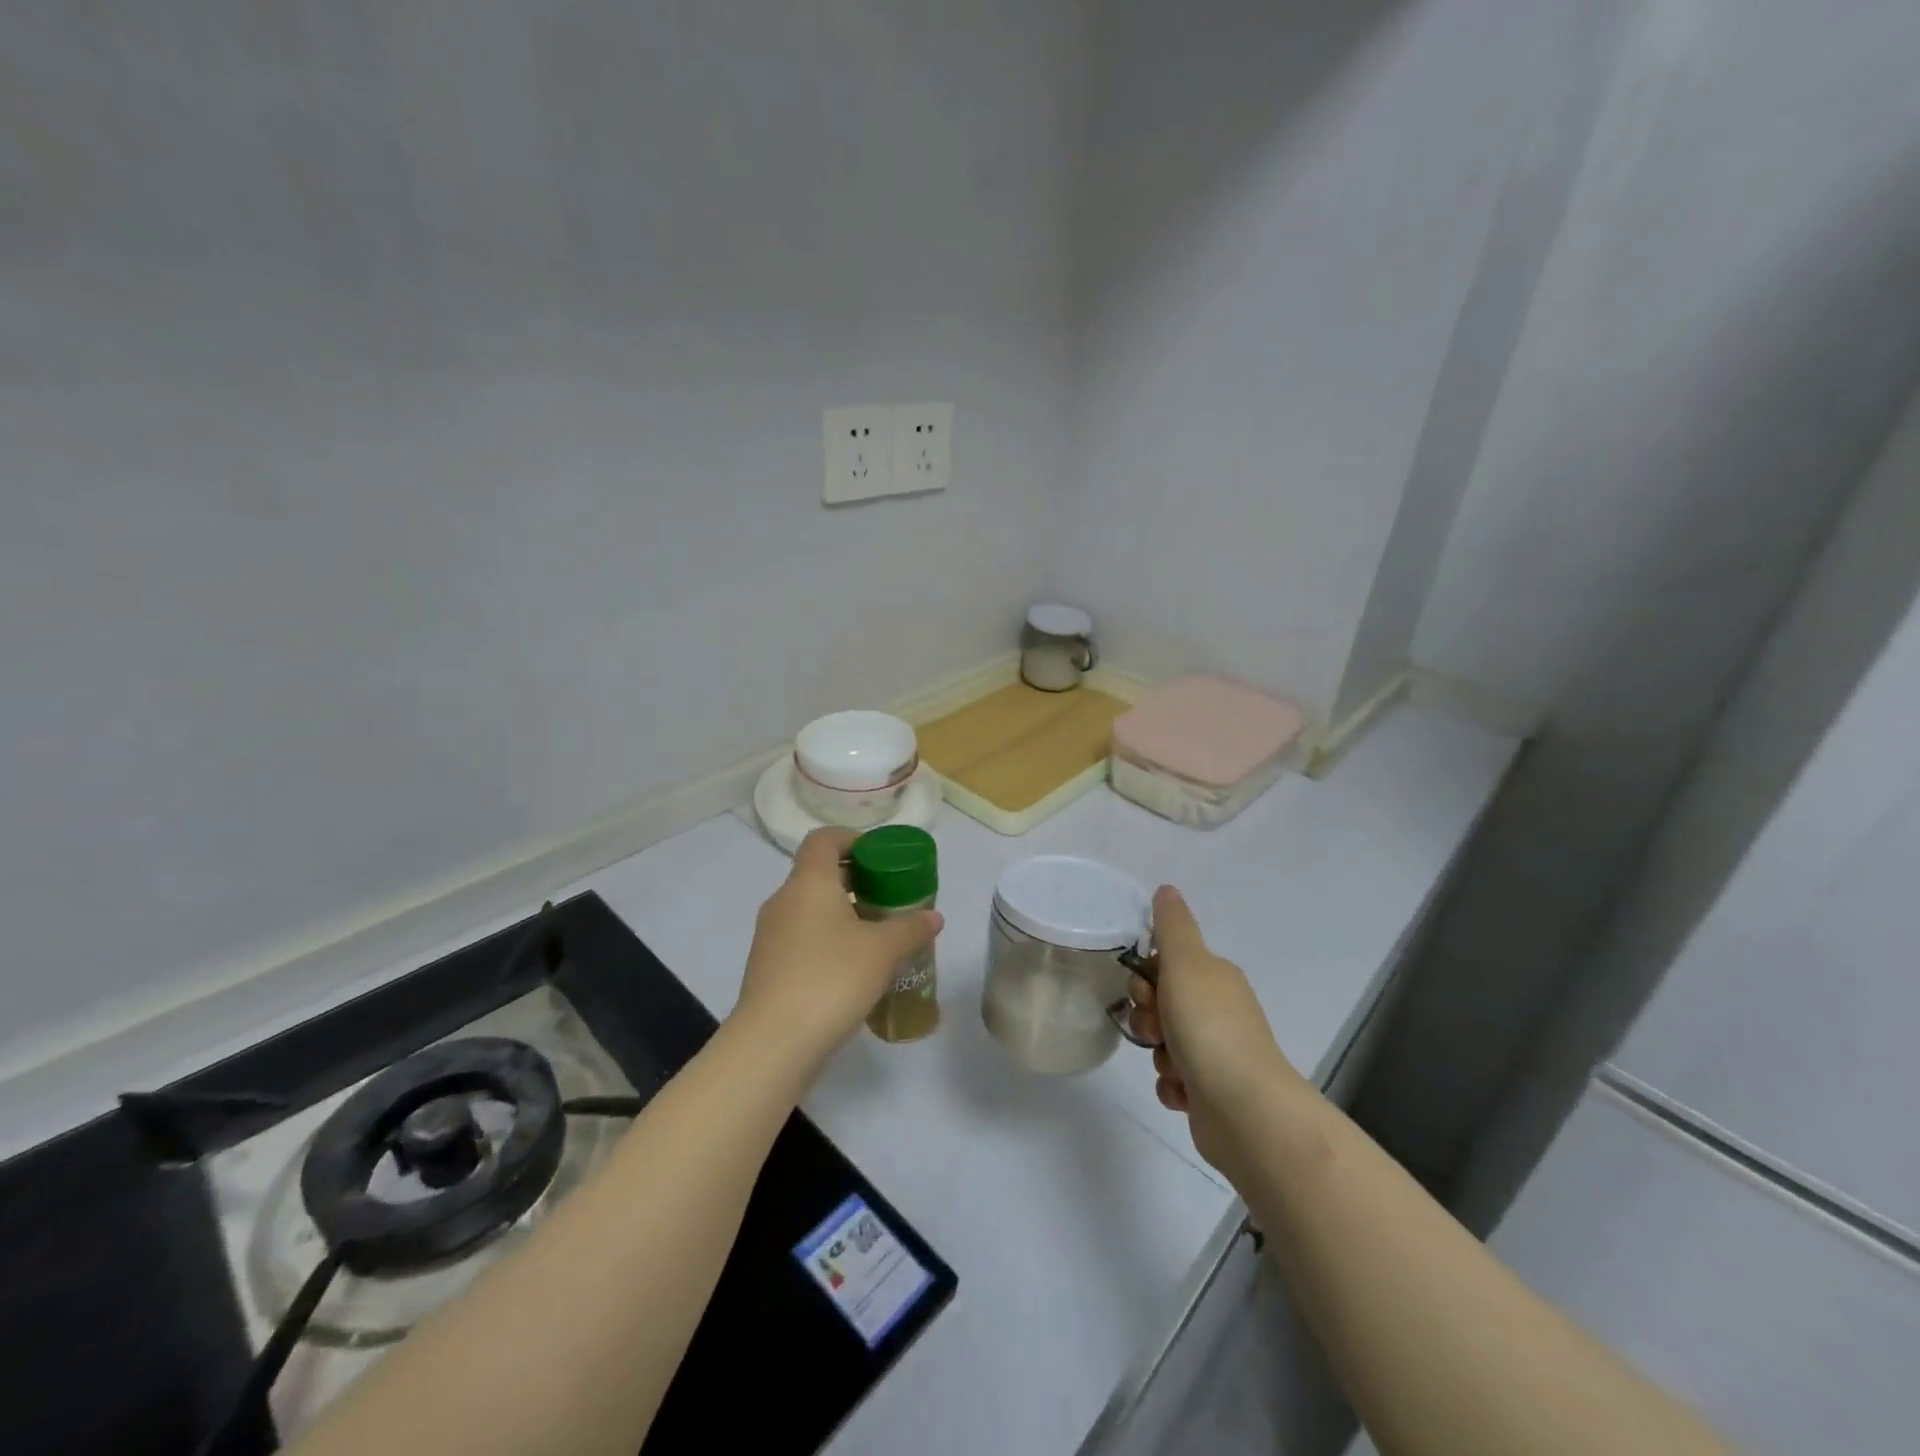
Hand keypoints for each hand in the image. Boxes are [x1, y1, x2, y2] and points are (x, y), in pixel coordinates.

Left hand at [732, 827, 943, 1078]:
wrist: (774, 1043)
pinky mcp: (768, 967)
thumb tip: (933, 917)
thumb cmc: (831, 979)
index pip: (823, 839)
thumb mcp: (883, 951)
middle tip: (890, 897)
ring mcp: (770, 936)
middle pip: (819, 873)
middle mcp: (784, 901)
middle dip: (856, 880)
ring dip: (843, 913)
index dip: (851, 838)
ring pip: (811, 909)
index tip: (880, 855)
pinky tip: (853, 969)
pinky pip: (802, 938)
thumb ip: (911, 927)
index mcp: (808, 882)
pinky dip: (827, 940)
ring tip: (877, 936)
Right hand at [1130, 886, 1299, 1175]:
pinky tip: (1181, 1092)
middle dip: (1149, 1019)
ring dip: (1159, 1055)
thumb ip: (1171, 926)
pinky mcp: (1212, 1092)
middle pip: (1162, 1004)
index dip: (1146, 978)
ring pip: (1164, 1043)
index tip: (1147, 993)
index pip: (1165, 964)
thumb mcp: (1185, 964)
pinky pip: (1173, 1079)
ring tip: (1174, 1067)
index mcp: (1215, 978)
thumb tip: (1166, 889)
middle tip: (1157, 1031)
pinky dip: (1170, 1085)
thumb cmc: (1209, 1029)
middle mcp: (1219, 1011)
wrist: (1246, 1111)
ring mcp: (1218, 1053)